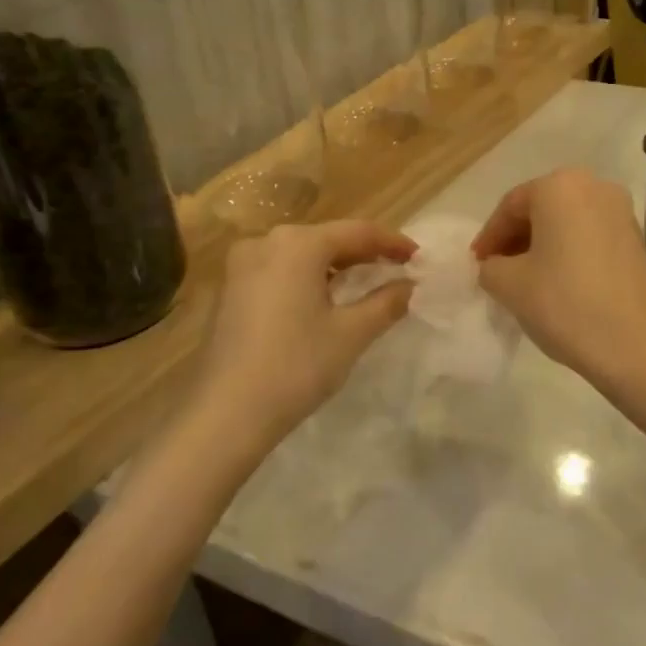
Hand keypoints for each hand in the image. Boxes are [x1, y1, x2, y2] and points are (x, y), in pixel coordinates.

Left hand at [190, 220, 415, 444]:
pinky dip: (309, 278)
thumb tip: (411, 285)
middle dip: (365, 253)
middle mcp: (267, 242)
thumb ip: (386, 302)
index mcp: (298, 244)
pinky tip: (325, 299)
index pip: (358, 232)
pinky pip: (281, 270)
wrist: (226, 413)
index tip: (419, 258)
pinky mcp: (231, 289)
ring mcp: (242, 265)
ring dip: (336, 266)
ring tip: (366, 284)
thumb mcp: (351, 333)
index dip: (393, 243)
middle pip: (328, 238)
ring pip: (302, 254)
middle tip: (397, 270)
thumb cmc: (296, 366)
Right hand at [471, 169, 645, 385]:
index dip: (489, 237)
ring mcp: (622, 213)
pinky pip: (590, 237)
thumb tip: (496, 266)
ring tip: (525, 280)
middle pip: (541, 209)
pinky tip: (558, 284)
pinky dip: (568, 253)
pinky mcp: (637, 240)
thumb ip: (490, 267)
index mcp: (560, 186)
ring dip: (542, 246)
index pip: (511, 206)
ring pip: (567, 223)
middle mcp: (595, 187)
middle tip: (496, 270)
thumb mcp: (509, 285)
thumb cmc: (565, 304)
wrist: (638, 346)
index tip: (476, 265)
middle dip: (516, 239)